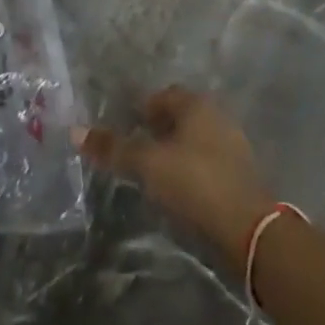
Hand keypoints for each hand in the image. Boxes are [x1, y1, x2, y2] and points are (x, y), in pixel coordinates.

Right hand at [79, 87, 276, 265]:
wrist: (248, 228)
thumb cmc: (194, 182)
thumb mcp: (147, 164)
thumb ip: (114, 148)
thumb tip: (75, 131)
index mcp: (196, 104)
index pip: (161, 96)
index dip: (139, 110)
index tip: (123, 129)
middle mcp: (217, 116)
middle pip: (178, 116)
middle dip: (155, 130)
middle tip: (133, 152)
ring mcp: (232, 144)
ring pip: (193, 140)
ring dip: (173, 152)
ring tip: (152, 174)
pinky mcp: (239, 173)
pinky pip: (206, 162)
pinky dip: (189, 170)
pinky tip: (178, 191)